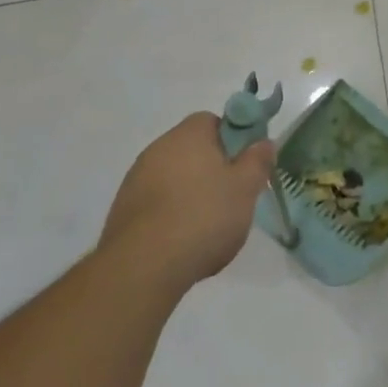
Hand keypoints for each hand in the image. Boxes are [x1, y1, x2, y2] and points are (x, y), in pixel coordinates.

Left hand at [99, 113, 275, 292]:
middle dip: (212, 169)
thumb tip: (264, 142)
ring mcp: (136, 178)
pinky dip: (171, 213)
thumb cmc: (203, 217)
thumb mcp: (245, 189)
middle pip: (192, 150)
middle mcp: (158, 148)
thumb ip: (257, 161)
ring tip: (208, 226)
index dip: (233, 140)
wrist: (144, 265)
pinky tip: (182, 239)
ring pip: (174, 177)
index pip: (212, 121)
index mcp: (188, 135)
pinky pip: (156, 201)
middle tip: (232, 197)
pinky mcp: (124, 208)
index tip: (244, 166)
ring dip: (190, 192)